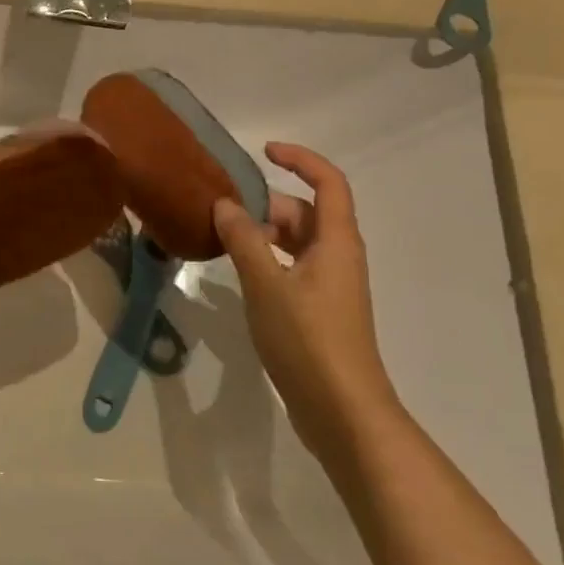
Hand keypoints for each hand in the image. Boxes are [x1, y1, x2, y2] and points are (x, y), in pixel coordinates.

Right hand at [213, 144, 399, 453]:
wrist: (342, 413)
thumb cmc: (308, 340)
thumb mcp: (266, 285)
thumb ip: (243, 240)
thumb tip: (225, 204)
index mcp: (336, 242)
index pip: (328, 182)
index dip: (300, 159)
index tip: (263, 151)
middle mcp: (338, 257)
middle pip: (304, 212)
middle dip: (265, 205)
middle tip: (221, 211)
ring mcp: (330, 285)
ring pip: (295, 242)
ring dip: (262, 234)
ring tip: (220, 238)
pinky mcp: (319, 310)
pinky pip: (291, 267)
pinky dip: (266, 259)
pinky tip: (237, 272)